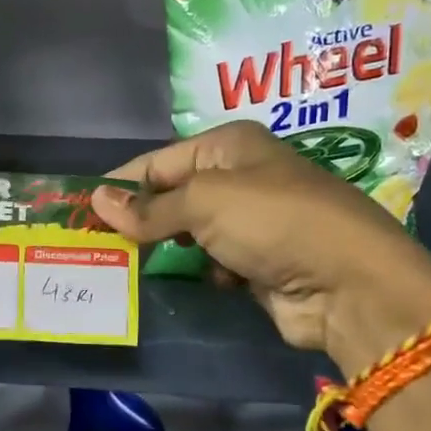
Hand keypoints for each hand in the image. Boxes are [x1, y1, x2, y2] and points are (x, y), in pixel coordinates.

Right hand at [90, 121, 430, 375]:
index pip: (159, 161)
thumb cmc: (272, 221)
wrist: (349, 284)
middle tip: (97, 243)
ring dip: (169, 247)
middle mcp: (240, 177)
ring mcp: (252, 222)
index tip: (81, 209)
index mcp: (229, 146)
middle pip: (174, 196)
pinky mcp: (259, 262)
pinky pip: (212, 262)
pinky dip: (201, 270)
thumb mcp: (204, 203)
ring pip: (191, 232)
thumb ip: (149, 207)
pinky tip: (195, 280)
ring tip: (129, 266)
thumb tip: (97, 201)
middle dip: (141, 219)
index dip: (121, 184)